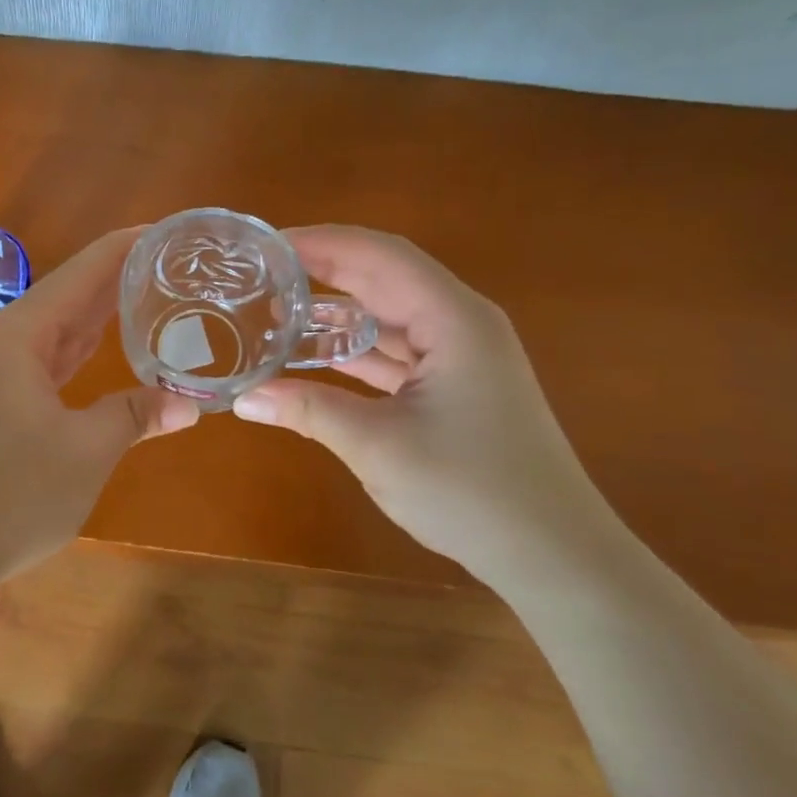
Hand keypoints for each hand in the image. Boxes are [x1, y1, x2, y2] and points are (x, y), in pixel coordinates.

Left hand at [0, 227, 200, 578]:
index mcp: (20, 335)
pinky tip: (105, 347)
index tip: (168, 231)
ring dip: (99, 314)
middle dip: (118, 278)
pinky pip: (45, 359)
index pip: (82, 273)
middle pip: (69, 295)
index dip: (125, 249)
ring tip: (150, 293)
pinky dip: (79, 350)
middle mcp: (2, 342)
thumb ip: (135, 415)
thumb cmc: (8, 496)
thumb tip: (190, 403)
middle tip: (172, 263)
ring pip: (56, 329)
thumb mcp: (85, 453)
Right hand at [232, 225, 619, 583]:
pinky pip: (397, 349)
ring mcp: (461, 355)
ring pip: (389, 314)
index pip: (380, 255)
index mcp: (453, 319)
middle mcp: (460, 323)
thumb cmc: (472, 492)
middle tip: (263, 271)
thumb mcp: (378, 446)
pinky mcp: (457, 384)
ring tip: (277, 307)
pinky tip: (313, 354)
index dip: (323, 241)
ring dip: (338, 308)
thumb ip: (308, 410)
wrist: (555, 555)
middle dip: (325, 268)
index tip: (268, 245)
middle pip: (384, 276)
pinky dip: (355, 347)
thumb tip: (242, 398)